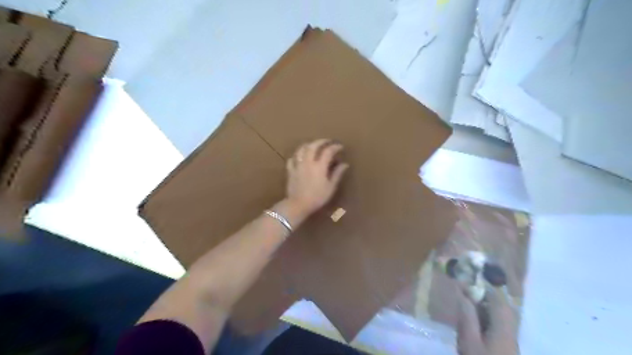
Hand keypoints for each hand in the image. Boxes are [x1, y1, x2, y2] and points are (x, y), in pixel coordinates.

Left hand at [285, 138, 347, 216]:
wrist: (298, 205)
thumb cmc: (317, 197)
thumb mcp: (330, 187)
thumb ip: (337, 174)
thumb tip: (345, 164)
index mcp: (319, 166)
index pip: (328, 151)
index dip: (335, 147)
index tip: (340, 147)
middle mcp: (308, 162)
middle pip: (313, 146)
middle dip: (321, 141)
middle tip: (327, 141)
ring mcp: (298, 165)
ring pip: (301, 149)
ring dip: (308, 145)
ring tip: (313, 145)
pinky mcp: (290, 170)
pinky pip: (292, 159)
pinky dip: (297, 156)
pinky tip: (300, 157)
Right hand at [458, 287, 520, 352]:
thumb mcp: (469, 342)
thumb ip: (467, 316)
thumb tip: (464, 293)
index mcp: (503, 328)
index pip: (498, 299)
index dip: (487, 284)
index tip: (473, 274)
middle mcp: (510, 331)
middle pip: (502, 305)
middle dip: (487, 292)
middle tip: (469, 283)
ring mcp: (509, 339)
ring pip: (500, 314)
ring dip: (486, 303)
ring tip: (469, 296)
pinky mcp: (504, 346)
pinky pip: (497, 323)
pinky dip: (486, 314)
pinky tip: (474, 316)